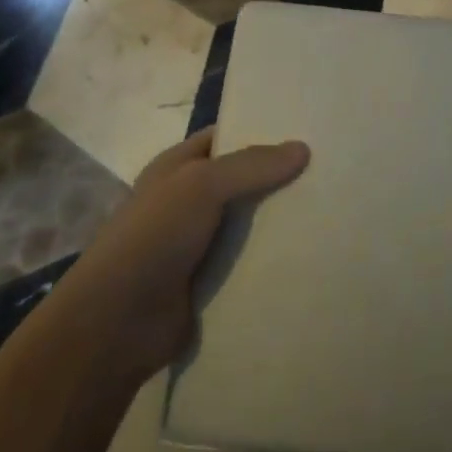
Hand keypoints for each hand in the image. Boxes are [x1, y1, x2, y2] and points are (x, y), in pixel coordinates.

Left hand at [69, 128, 309, 381]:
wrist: (118, 323)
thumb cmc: (154, 236)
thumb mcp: (201, 185)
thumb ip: (251, 165)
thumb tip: (302, 148)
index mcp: (177, 168)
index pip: (225, 137)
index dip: (260, 129)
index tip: (306, 128)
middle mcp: (188, 201)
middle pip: (243, 180)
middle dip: (280, 177)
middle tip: (332, 169)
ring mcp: (200, 243)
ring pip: (251, 222)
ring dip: (282, 220)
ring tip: (333, 209)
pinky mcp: (212, 281)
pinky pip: (251, 261)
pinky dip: (275, 258)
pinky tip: (313, 251)